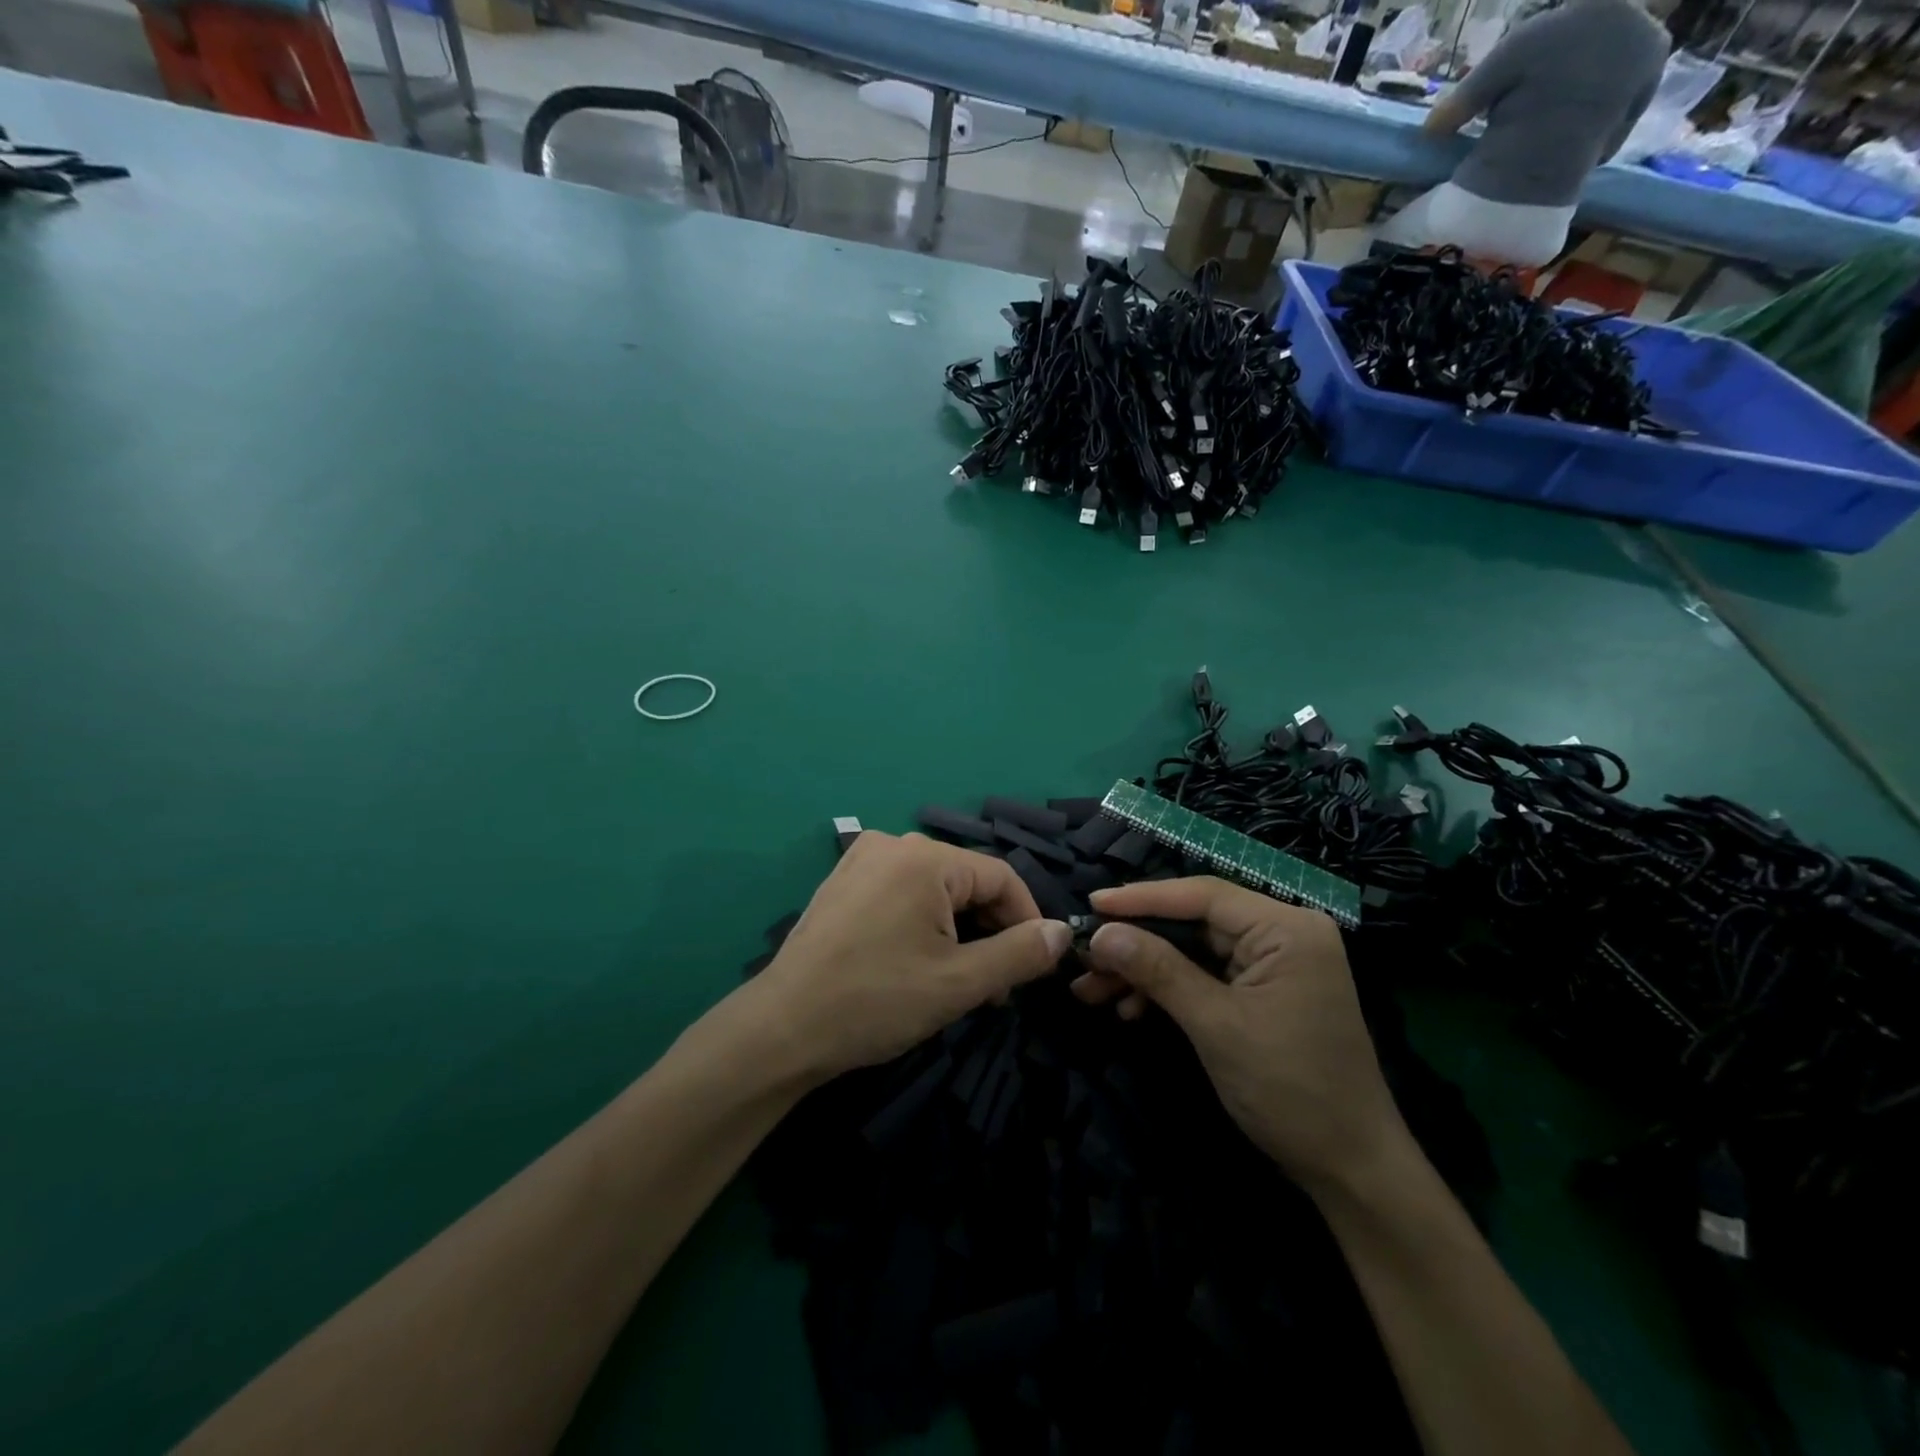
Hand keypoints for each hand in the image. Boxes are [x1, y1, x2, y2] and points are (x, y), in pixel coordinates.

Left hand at [746, 832, 1072, 1083]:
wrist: (782, 1028)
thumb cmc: (876, 1001)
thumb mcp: (959, 983)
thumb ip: (1019, 954)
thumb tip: (1063, 932)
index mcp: (924, 858)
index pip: (1000, 876)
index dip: (1027, 920)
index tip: (1036, 966)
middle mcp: (893, 844)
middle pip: (965, 881)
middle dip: (990, 930)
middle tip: (996, 986)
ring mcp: (862, 860)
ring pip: (934, 889)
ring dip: (958, 930)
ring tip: (960, 981)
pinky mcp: (842, 882)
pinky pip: (901, 892)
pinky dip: (923, 922)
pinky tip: (918, 962)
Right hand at [1073, 876, 1404, 1191]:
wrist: (1351, 1170)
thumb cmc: (1290, 1090)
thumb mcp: (1216, 1025)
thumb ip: (1158, 970)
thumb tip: (1100, 934)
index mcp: (1286, 928)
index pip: (1202, 895)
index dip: (1142, 898)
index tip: (1092, 902)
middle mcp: (1282, 933)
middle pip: (1193, 922)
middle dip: (1136, 942)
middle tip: (1084, 958)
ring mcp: (1274, 962)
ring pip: (1192, 950)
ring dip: (1143, 970)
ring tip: (1092, 990)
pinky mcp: (1263, 990)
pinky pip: (1205, 974)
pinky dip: (1168, 990)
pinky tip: (1130, 1010)